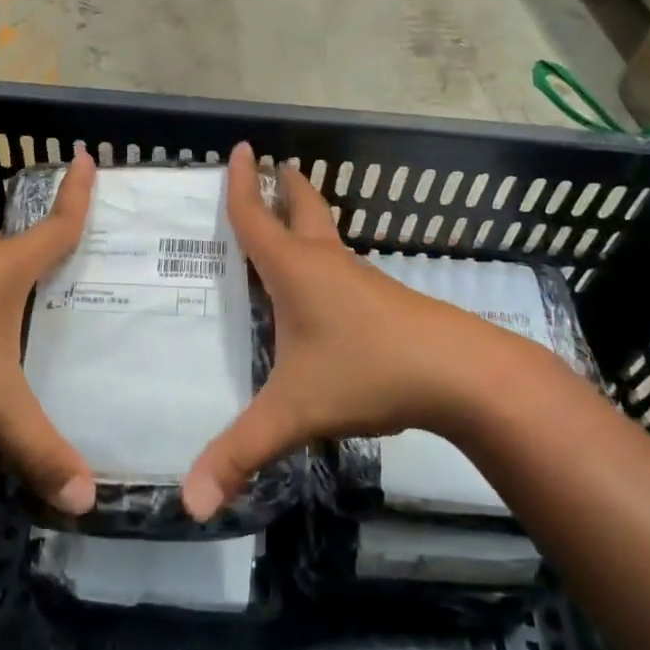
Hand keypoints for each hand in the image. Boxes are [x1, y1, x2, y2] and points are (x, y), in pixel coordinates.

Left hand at [0, 148, 98, 514]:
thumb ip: (39, 450)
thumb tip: (88, 500)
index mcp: (4, 270)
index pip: (55, 225)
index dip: (76, 194)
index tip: (88, 156)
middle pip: (13, 244)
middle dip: (39, 244)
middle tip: (67, 259)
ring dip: (2, 275)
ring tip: (28, 302)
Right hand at [181, 142, 547, 520]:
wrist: (462, 373)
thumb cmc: (368, 372)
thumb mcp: (293, 413)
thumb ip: (240, 453)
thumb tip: (187, 503)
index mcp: (296, 270)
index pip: (257, 217)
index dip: (241, 184)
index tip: (239, 147)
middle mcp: (327, 264)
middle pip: (304, 210)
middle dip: (287, 186)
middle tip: (274, 165)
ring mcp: (362, 280)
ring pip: (328, 239)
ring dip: (308, 221)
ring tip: (289, 227)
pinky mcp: (387, 301)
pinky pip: (344, 269)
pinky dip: (325, 260)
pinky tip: (325, 292)